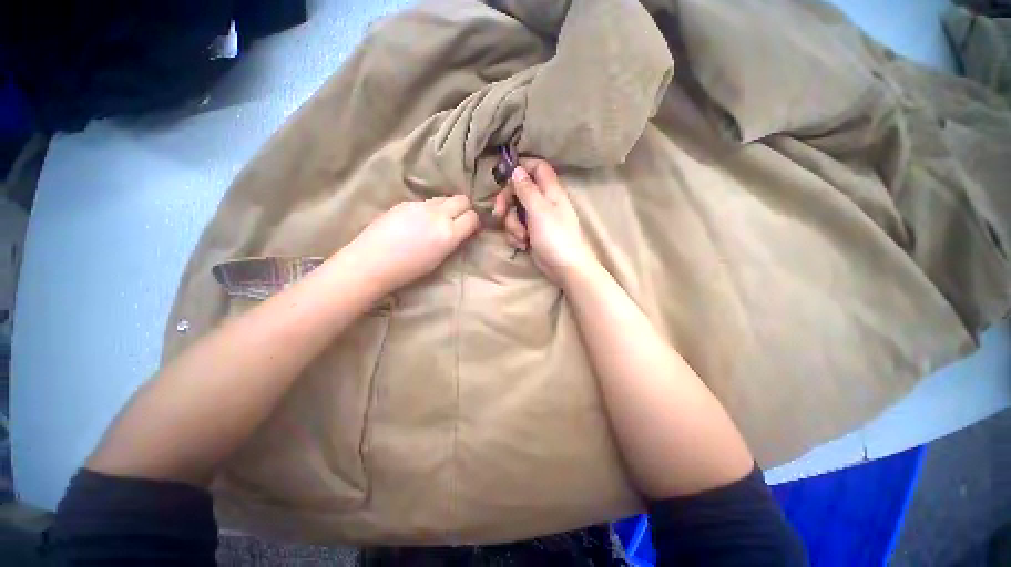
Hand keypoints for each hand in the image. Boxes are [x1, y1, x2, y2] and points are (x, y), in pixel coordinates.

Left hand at [342, 195, 479, 293]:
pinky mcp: (405, 202)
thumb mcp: (439, 259)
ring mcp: (420, 205)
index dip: (473, 222)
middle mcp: (437, 215)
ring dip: (446, 207)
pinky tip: (417, 221)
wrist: (371, 262)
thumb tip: (459, 230)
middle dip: (464, 208)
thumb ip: (452, 241)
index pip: (472, 217)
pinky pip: (426, 201)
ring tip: (436, 220)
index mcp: (448, 234)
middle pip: (461, 199)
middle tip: (458, 219)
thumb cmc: (407, 270)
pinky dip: (429, 209)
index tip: (469, 228)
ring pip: (443, 198)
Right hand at [493, 158, 597, 285]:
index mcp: (550, 190)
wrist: (564, 268)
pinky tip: (523, 246)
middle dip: (506, 202)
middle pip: (518, 191)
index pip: (536, 167)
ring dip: (512, 225)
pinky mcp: (531, 233)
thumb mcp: (539, 210)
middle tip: (499, 213)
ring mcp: (536, 219)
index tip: (503, 176)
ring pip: (514, 212)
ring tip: (522, 238)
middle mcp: (543, 201)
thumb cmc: (555, 236)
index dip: (521, 167)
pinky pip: (516, 228)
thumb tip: (516, 168)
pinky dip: (516, 236)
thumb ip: (526, 189)